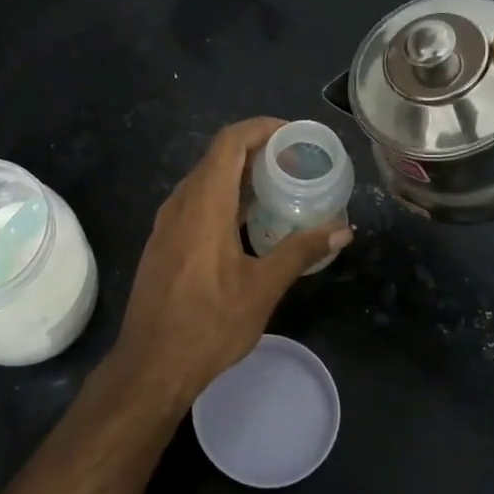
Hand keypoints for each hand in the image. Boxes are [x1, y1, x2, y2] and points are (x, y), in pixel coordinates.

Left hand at [110, 118, 351, 408]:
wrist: (151, 365)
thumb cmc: (209, 325)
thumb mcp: (262, 288)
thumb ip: (300, 251)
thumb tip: (342, 230)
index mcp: (203, 204)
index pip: (229, 142)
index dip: (260, 128)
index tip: (293, 135)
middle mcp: (180, 204)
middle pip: (217, 158)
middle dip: (256, 152)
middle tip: (295, 163)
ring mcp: (166, 224)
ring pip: (204, 182)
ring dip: (239, 177)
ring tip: (278, 189)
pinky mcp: (163, 244)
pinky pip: (195, 204)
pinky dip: (224, 199)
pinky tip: (248, 224)